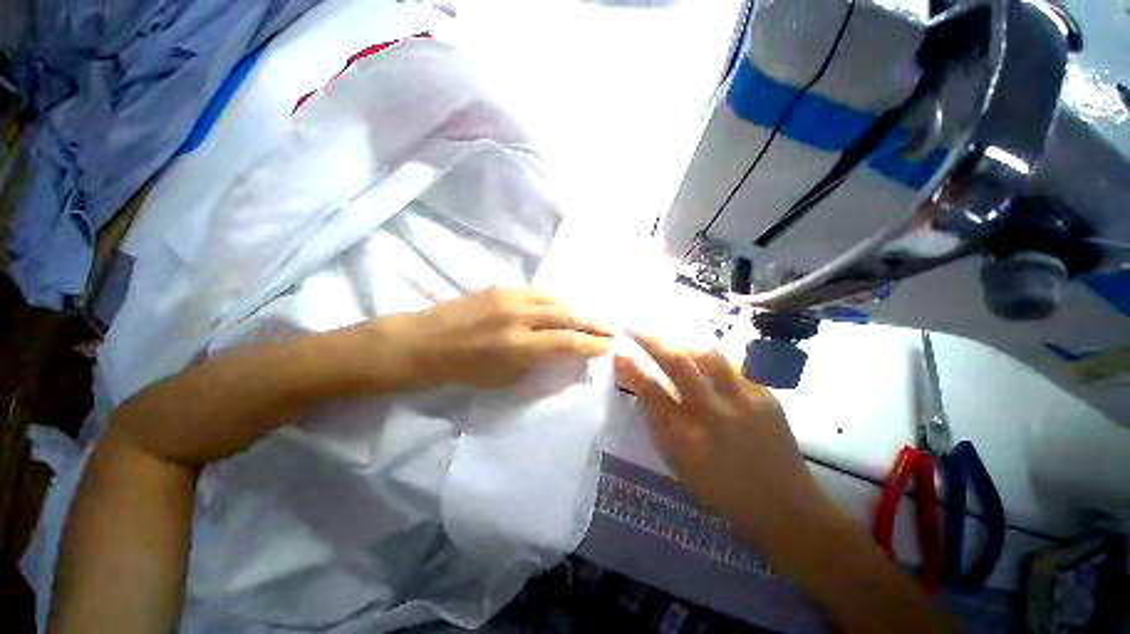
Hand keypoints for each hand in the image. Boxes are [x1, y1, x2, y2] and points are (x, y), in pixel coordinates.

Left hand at [381, 287, 613, 389]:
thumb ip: (537, 362)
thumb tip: (562, 353)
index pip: (567, 341)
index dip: (591, 344)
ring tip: (594, 316)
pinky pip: (540, 291)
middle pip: (567, 315)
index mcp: (518, 345)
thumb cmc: (462, 369)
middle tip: (612, 328)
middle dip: (594, 322)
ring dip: (579, 308)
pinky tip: (567, 305)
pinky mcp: (502, 287)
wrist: (424, 341)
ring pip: (556, 298)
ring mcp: (510, 297)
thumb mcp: (504, 378)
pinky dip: (558, 299)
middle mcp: (519, 316)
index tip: (608, 346)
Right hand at [614, 332, 833, 547]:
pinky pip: (733, 364)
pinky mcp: (765, 396)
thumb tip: (642, 390)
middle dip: (651, 339)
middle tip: (635, 327)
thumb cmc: (721, 490)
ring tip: (672, 339)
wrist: (784, 506)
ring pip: (707, 355)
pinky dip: (713, 358)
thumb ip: (659, 426)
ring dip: (683, 342)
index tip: (618, 350)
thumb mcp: (679, 465)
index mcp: (685, 438)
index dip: (631, 366)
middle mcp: (712, 414)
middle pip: (676, 363)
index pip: (650, 391)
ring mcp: (742, 401)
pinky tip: (705, 358)